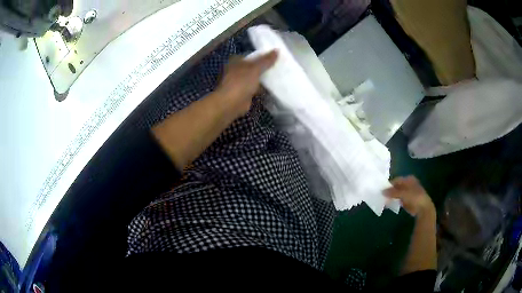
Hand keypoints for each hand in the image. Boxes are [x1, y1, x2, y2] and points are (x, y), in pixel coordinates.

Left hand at [215, 50, 277, 115]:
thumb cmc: (240, 82)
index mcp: (236, 61)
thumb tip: (277, 50)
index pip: (252, 56)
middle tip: (280, 66)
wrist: (230, 104)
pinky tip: (273, 88)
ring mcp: (240, 82)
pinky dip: (262, 88)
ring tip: (279, 76)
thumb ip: (266, 60)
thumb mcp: (255, 68)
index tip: (277, 57)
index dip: (264, 56)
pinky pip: (255, 88)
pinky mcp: (243, 93)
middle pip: (254, 67)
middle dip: (265, 67)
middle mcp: (237, 70)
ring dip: (264, 79)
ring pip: (255, 78)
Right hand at [384, 176, 434, 216]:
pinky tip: (389, 204)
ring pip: (397, 193)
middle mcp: (408, 184)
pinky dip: (394, 201)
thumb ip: (392, 192)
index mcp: (409, 179)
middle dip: (390, 191)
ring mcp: (408, 193)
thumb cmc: (414, 197)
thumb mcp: (402, 193)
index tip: (382, 190)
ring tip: (384, 200)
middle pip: (397, 186)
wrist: (422, 208)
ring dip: (391, 197)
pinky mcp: (407, 200)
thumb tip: (382, 191)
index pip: (396, 180)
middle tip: (382, 196)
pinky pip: (399, 199)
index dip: (389, 184)